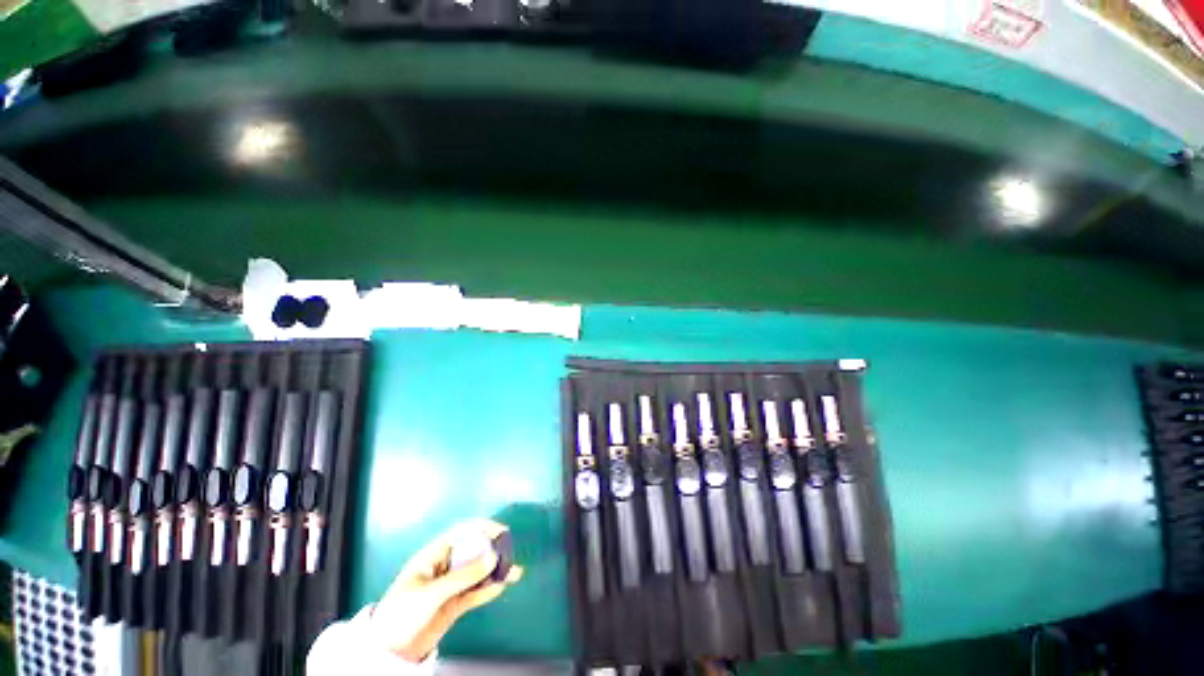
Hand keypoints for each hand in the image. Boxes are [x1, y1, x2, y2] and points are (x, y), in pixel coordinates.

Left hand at [370, 520, 522, 662]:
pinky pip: (476, 592)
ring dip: (495, 571)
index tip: (501, 531)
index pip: (461, 533)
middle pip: (473, 552)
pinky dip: (490, 588)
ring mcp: (450, 586)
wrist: (390, 652)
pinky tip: (503, 585)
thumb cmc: (402, 613)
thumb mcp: (431, 593)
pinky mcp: (455, 604)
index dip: (481, 528)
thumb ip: (463, 576)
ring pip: (477, 572)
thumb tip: (493, 557)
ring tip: (515, 571)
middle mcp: (444, 567)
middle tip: (510, 553)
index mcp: (433, 556)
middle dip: (492, 550)